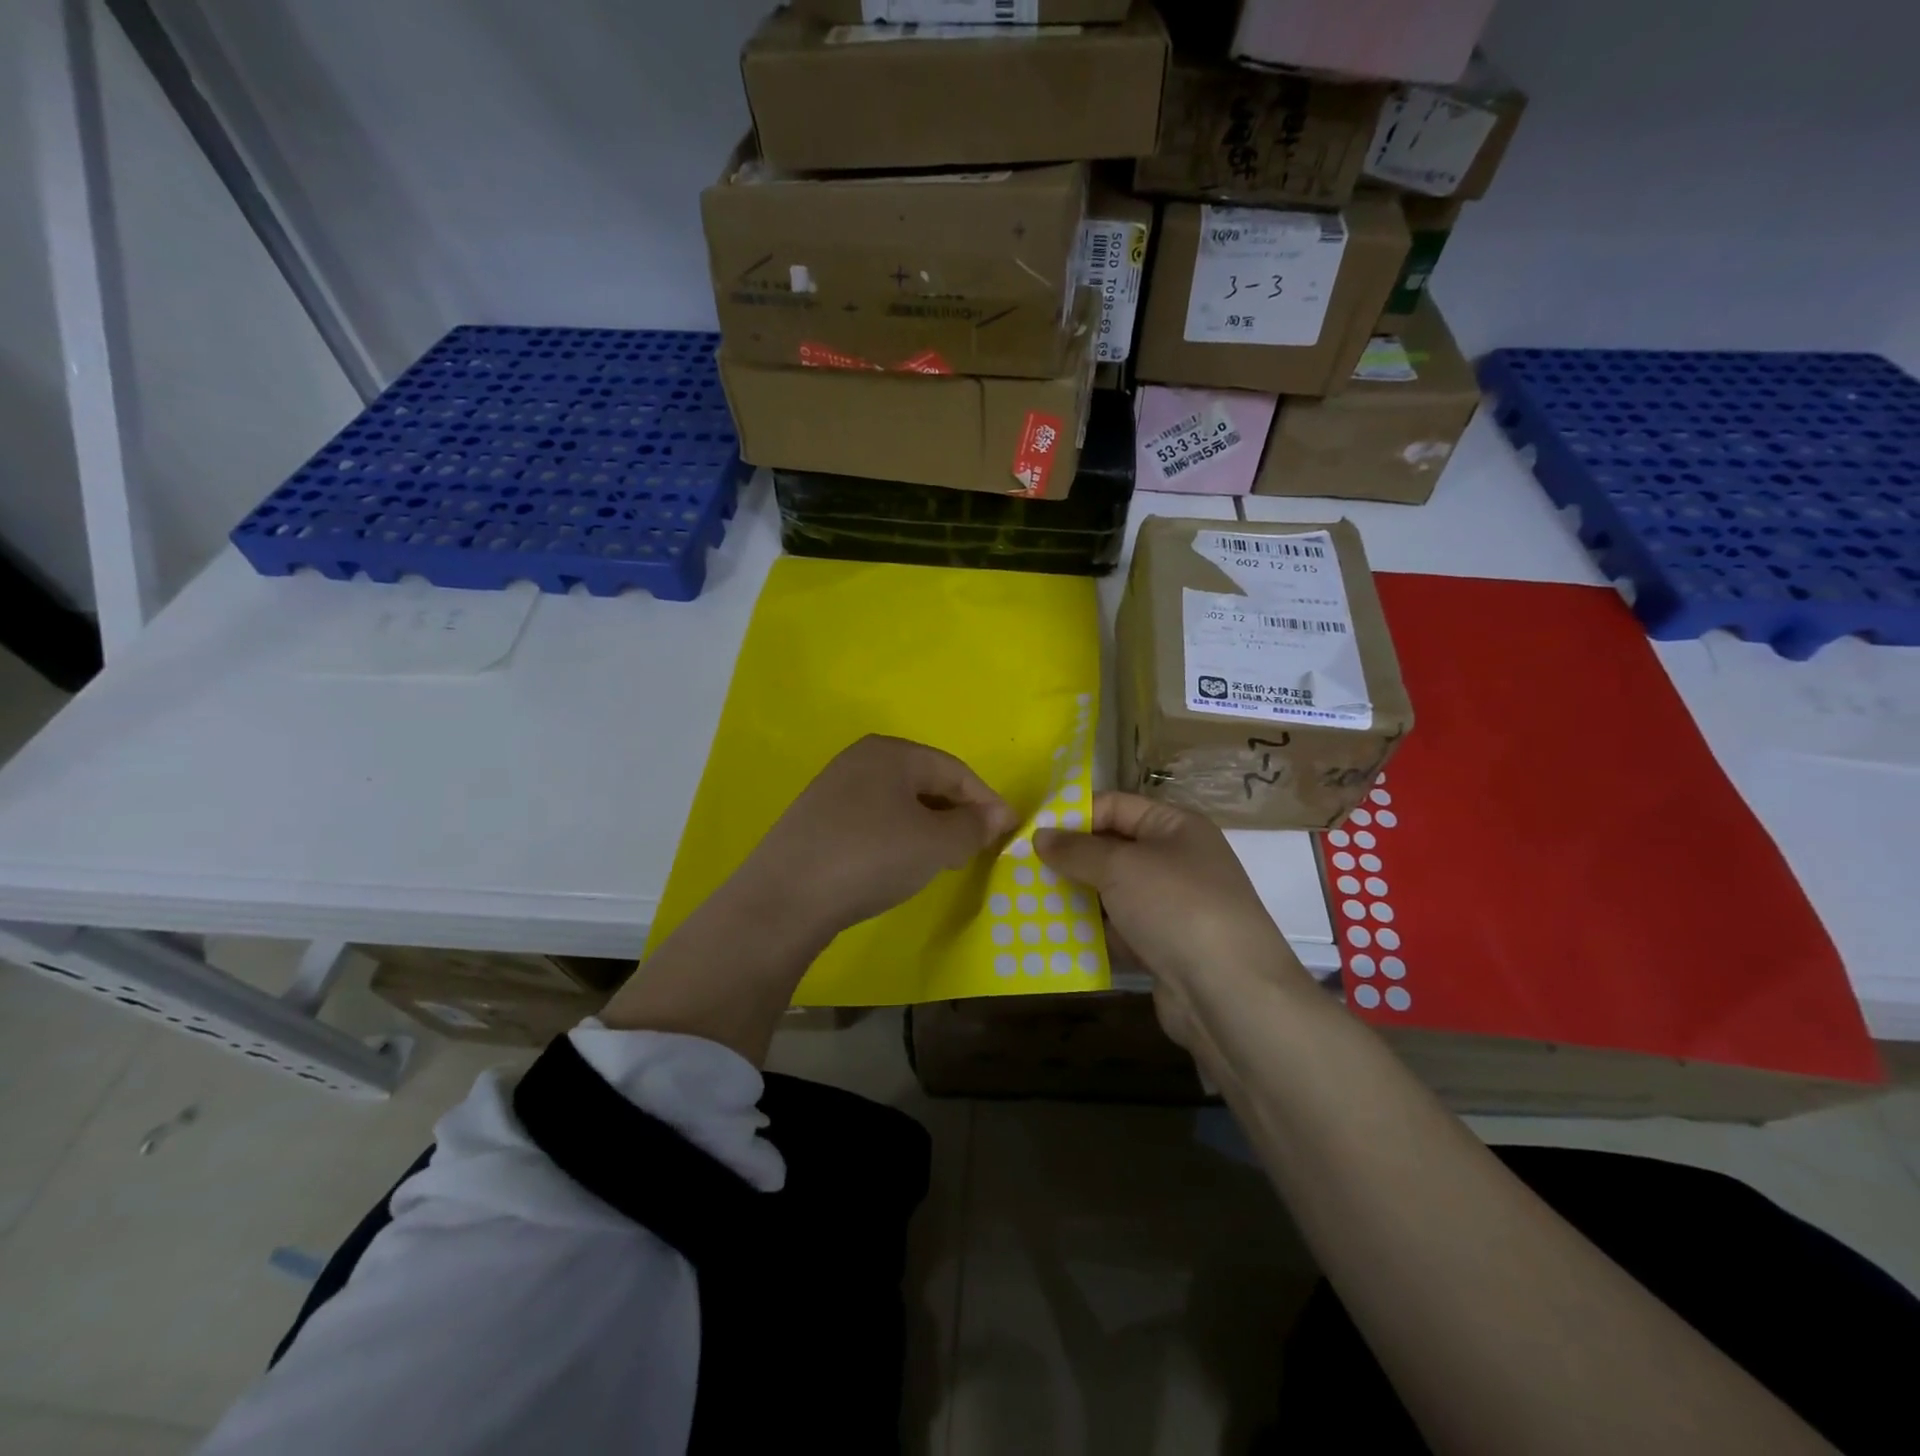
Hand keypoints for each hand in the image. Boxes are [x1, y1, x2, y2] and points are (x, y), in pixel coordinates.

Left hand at [736, 735, 1016, 939]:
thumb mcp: (934, 843)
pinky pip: (874, 820)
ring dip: (930, 827)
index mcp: (891, 752)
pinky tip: (900, 863)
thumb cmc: (870, 857)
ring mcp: (834, 789)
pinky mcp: (817, 820)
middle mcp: (860, 760)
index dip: (987, 801)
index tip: (1010, 831)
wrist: (785, 899)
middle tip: (979, 847)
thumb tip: (996, 817)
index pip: (955, 770)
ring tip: (946, 858)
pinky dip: (899, 837)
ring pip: (899, 803)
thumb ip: (973, 827)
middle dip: (958, 813)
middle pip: (926, 782)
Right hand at [1034, 793, 1311, 1048]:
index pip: (1116, 806)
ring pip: (1113, 892)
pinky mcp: (1164, 947)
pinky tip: (1055, 935)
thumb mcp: (1120, 867)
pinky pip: (1119, 929)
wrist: (1230, 994)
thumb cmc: (1176, 907)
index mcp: (1176, 826)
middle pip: (1113, 849)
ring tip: (1029, 900)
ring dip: (1077, 896)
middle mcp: (1177, 860)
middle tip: (1023, 867)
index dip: (1074, 814)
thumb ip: (1076, 850)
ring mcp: (1173, 906)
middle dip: (1071, 858)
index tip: (1031, 831)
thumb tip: (1040, 836)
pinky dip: (1092, 931)